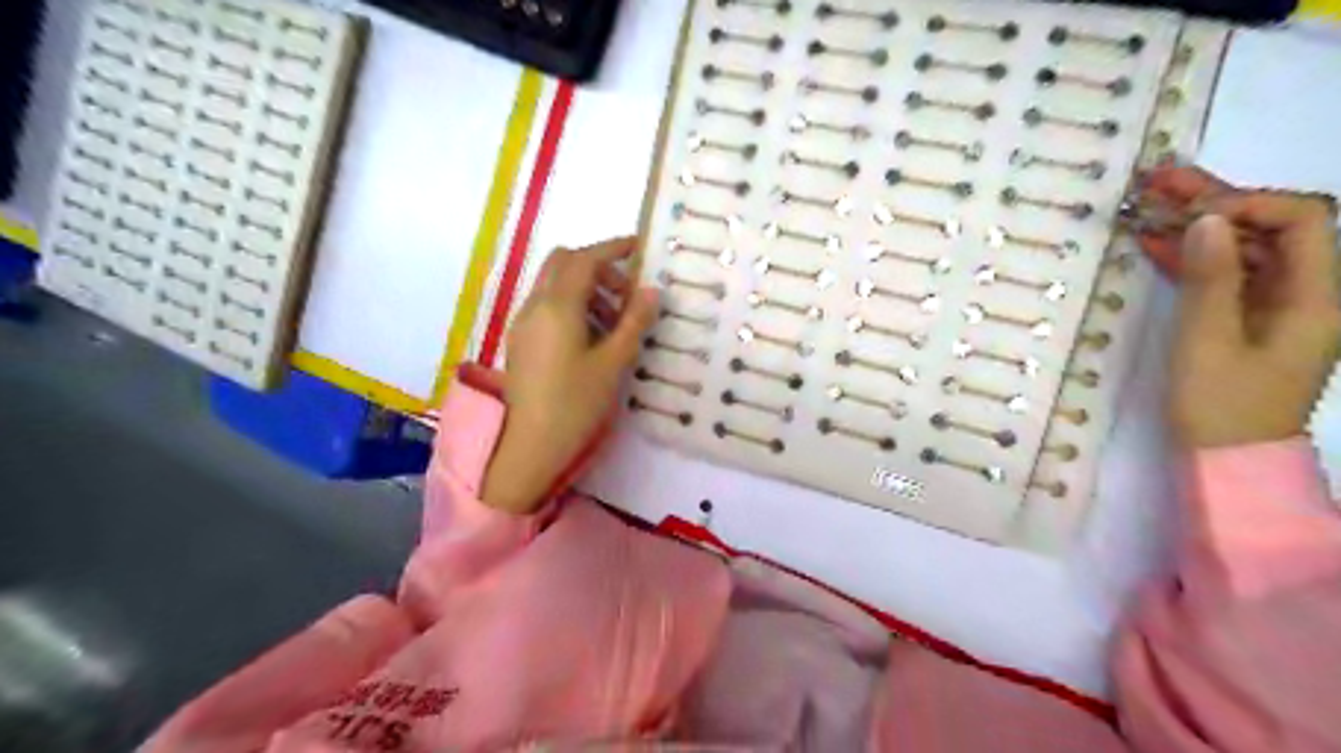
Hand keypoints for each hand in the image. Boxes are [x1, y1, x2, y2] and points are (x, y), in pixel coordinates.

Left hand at [483, 238, 657, 515]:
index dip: (613, 247)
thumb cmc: (576, 403)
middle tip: (625, 292)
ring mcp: (524, 323)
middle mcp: (535, 306)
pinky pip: (546, 306)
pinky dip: (571, 306)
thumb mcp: (613, 362)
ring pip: (553, 284)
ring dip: (584, 288)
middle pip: (563, 263)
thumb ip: (634, 322)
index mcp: (558, 307)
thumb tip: (651, 291)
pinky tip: (591, 338)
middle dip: (596, 266)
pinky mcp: (522, 341)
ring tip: (614, 322)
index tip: (639, 247)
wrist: (530, 445)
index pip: (585, 259)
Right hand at [1135, 164, 1340, 446]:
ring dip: (1199, 226)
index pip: (1302, 220)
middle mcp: (1305, 292)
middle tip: (1160, 180)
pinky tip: (1153, 244)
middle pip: (1270, 228)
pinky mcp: (1246, 320)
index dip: (1249, 203)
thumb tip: (1210, 218)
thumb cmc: (1221, 406)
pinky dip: (1192, 258)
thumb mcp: (1208, 342)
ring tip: (1146, 205)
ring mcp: (1275, 306)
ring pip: (1243, 249)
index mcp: (1316, 296)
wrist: (1227, 461)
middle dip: (1218, 200)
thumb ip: (1211, 278)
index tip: (1192, 210)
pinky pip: (1225, 276)